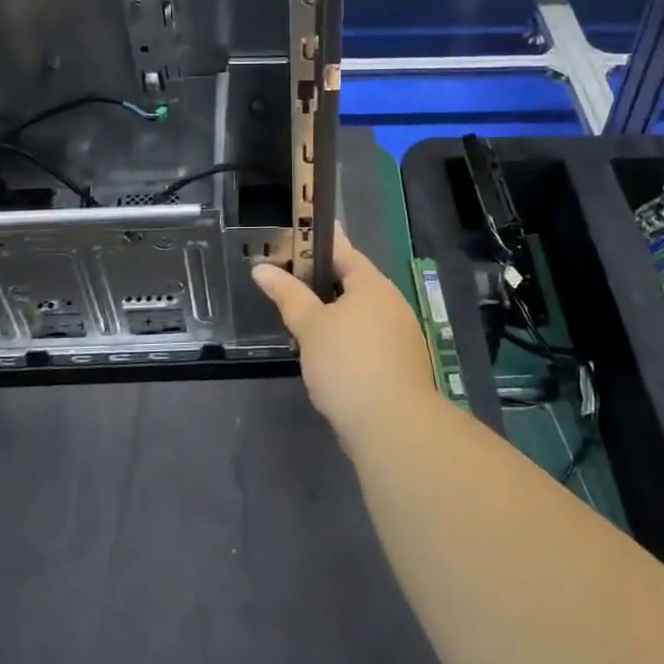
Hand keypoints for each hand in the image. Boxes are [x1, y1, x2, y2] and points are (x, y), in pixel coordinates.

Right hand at [252, 226, 438, 442]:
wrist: (393, 426)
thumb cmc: (348, 363)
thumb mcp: (310, 326)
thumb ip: (287, 295)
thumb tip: (262, 269)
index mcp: (373, 285)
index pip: (344, 251)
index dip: (318, 244)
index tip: (297, 237)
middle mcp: (392, 303)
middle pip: (353, 283)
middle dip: (323, 283)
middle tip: (289, 283)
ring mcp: (401, 335)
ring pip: (361, 314)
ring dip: (334, 315)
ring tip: (302, 322)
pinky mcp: (401, 365)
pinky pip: (368, 340)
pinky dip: (347, 340)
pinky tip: (326, 356)